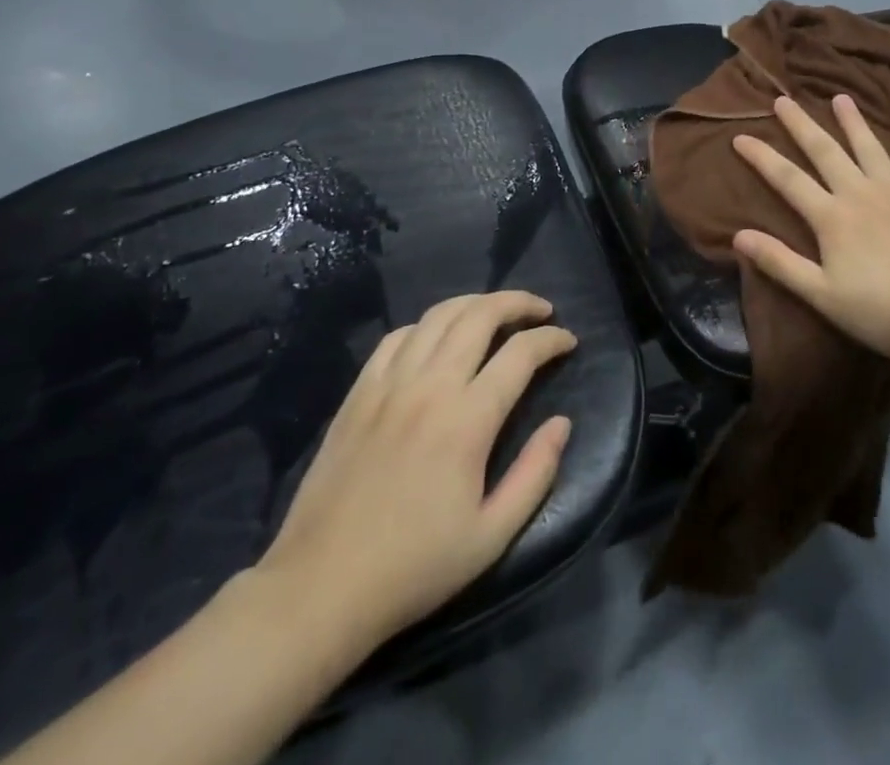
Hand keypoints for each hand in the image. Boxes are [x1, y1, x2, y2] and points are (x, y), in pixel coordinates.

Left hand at [253, 291, 575, 661]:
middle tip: (541, 309)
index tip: (568, 341)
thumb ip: (535, 474)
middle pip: (480, 315)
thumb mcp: (491, 536)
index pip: (521, 353)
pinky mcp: (359, 392)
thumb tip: (562, 423)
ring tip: (496, 311)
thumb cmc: (414, 568)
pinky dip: (427, 324)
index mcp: (468, 420)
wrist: (321, 588)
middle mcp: (430, 386)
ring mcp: (389, 383)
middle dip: (518, 302)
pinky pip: (398, 336)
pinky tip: (438, 337)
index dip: (551, 339)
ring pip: (439, 315)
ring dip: (476, 303)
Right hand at [731, 94, 889, 370]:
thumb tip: (738, 235)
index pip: (787, 179)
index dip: (761, 157)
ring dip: (852, 122)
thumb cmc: (883, 311)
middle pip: (825, 151)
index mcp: (832, 217)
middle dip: (801, 124)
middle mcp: (861, 193)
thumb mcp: (822, 295)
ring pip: (869, 147)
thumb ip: (780, 263)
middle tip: (784, 99)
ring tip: (840, 98)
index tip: (740, 136)